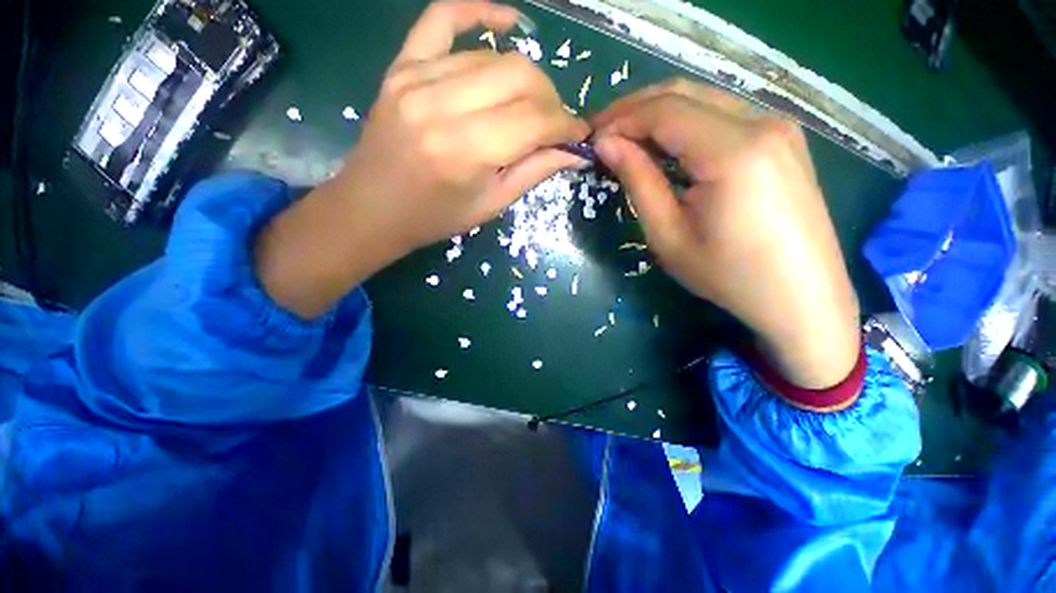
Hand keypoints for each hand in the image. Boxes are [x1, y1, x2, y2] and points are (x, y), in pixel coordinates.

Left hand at [255, 1, 587, 318]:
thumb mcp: (491, 205)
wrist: (374, 209)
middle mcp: (442, 105)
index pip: (534, 119)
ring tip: (530, 105)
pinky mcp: (401, 66)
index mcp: (466, 151)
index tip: (579, 134)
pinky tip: (507, 21)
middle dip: (550, 100)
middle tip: (553, 125)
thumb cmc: (436, 217)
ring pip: (493, 57)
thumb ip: (534, 172)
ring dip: (525, 79)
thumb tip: (575, 152)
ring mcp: (416, 78)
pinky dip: (478, 11)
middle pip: (520, 76)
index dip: (566, 124)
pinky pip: (442, 18)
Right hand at [592, 79, 859, 389]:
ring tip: (626, 139)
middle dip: (635, 108)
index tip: (591, 139)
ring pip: (704, 99)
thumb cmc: (729, 276)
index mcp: (733, 152)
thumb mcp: (669, 236)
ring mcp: (779, 126)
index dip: (620, 120)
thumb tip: (607, 145)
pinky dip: (687, 123)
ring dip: (659, 114)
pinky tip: (667, 146)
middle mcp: (762, 122)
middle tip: (603, 133)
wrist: (802, 298)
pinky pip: (724, 115)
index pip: (663, 112)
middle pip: (684, 94)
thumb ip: (638, 182)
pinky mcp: (783, 138)